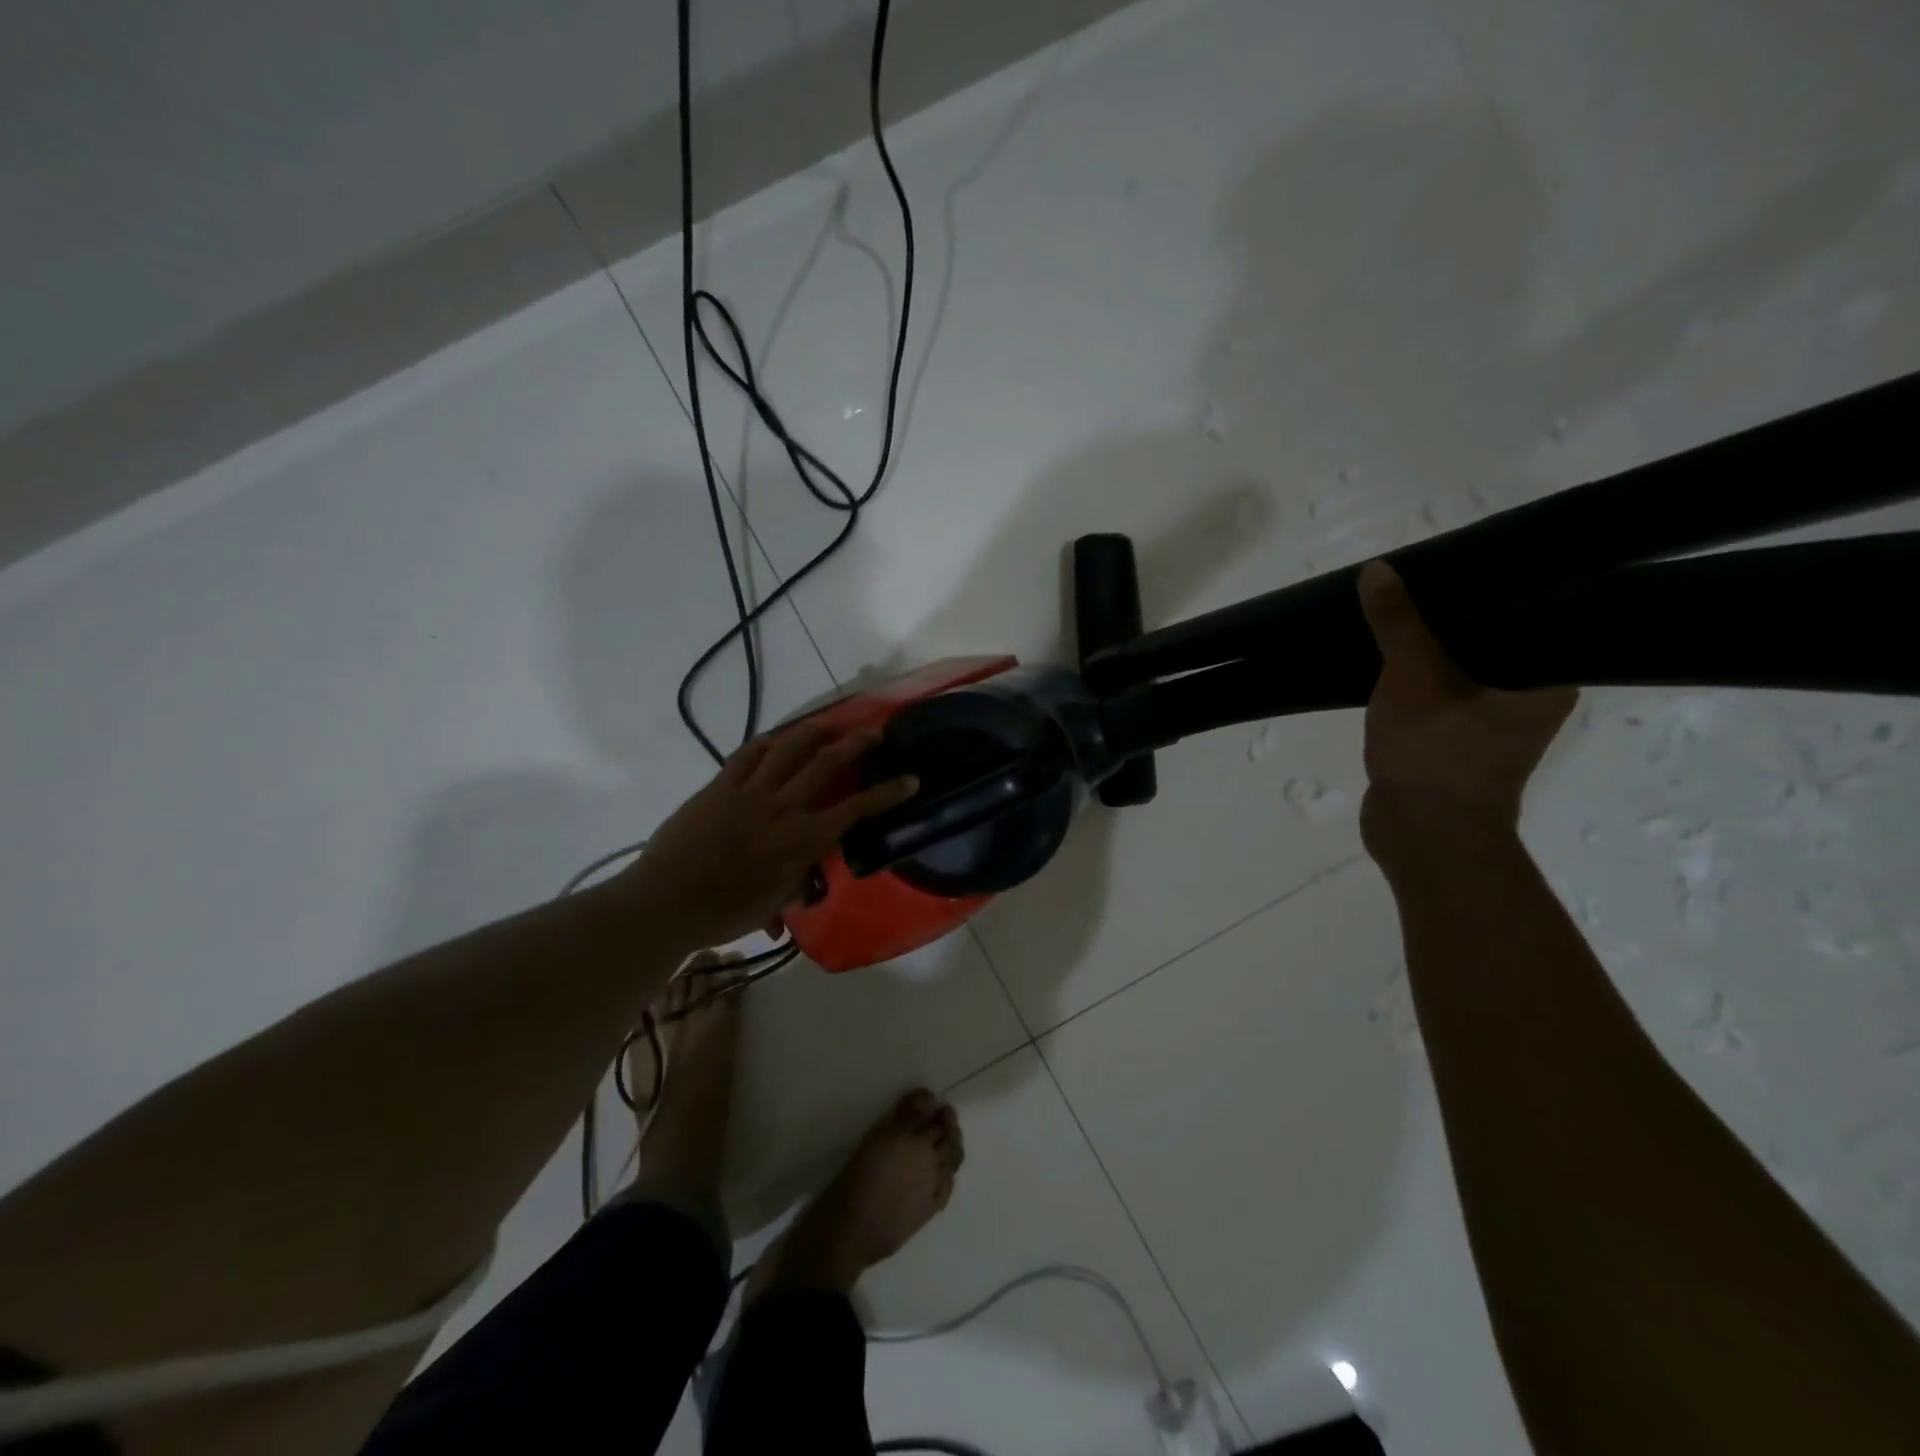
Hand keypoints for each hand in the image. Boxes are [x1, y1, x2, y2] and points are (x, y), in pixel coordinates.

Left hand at [621, 722, 917, 951]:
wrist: (667, 902)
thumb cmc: (724, 913)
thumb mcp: (773, 904)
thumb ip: (795, 885)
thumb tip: (805, 883)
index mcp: (802, 839)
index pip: (856, 810)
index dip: (887, 793)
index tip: (910, 779)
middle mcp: (783, 807)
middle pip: (826, 764)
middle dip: (856, 744)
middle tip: (875, 731)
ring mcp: (750, 792)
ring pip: (789, 748)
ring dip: (814, 731)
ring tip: (829, 723)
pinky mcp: (720, 786)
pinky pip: (748, 754)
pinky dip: (767, 742)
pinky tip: (776, 738)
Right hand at [1356, 561, 1576, 858]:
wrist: (1422, 835)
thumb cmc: (1436, 753)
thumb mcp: (1413, 677)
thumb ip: (1398, 623)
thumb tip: (1378, 571)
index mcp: (1546, 677)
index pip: (1528, 612)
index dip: (1491, 584)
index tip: (1453, 562)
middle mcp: (1529, 696)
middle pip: (1488, 638)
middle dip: (1446, 613)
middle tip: (1412, 579)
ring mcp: (1490, 722)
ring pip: (1457, 668)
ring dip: (1424, 648)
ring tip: (1391, 611)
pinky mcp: (1453, 740)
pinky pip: (1435, 694)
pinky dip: (1412, 678)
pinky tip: (1382, 658)